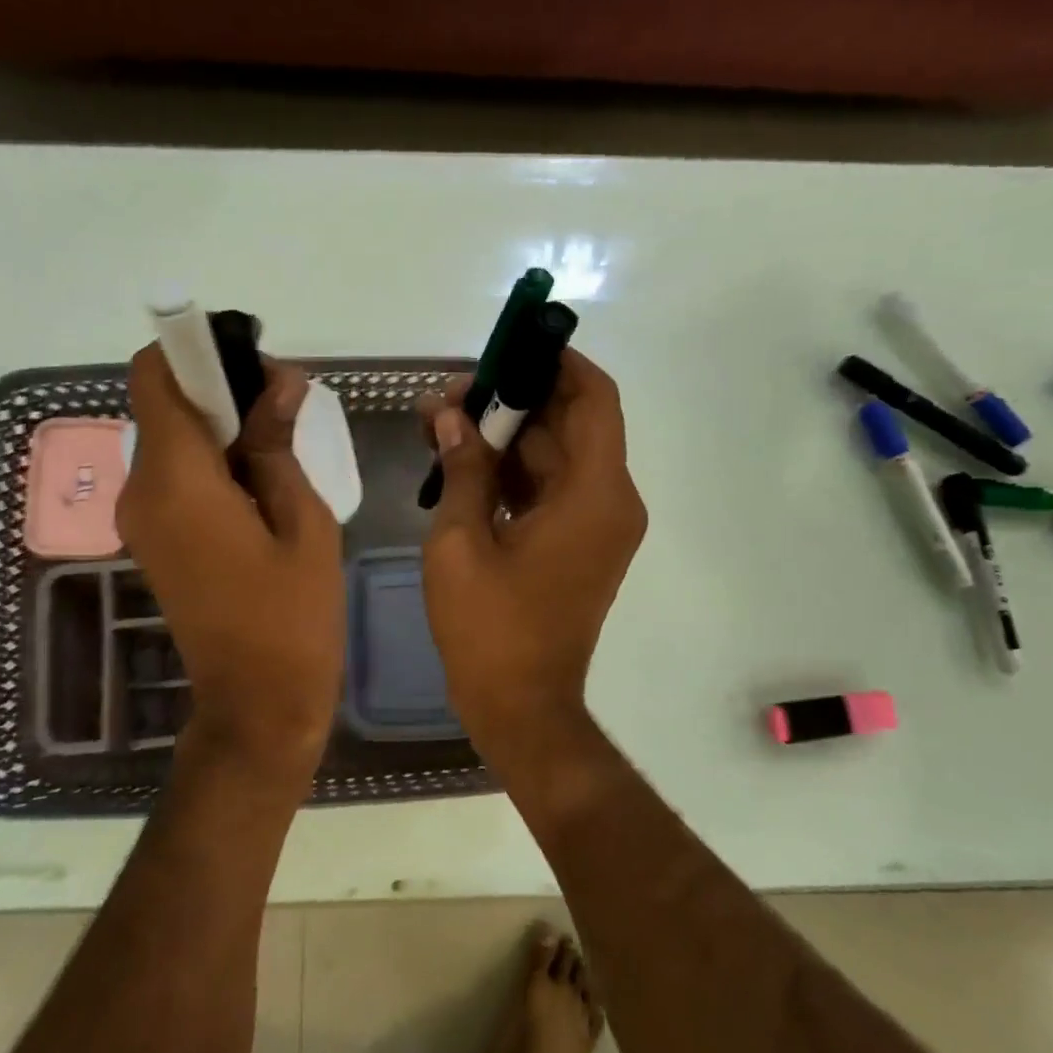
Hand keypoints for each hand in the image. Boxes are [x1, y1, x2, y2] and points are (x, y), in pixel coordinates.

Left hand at [116, 344, 343, 780]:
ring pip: (169, 441)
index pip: (154, 376)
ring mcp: (141, 520)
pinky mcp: (154, 542)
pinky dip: (210, 463)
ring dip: (218, 428)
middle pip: (162, 405)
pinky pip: (173, 478)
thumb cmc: (293, 617)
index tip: (250, 360)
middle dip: (218, 390)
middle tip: (284, 404)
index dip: (194, 352)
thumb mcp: (304, 522)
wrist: (257, 704)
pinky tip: (260, 483)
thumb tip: (278, 383)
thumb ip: (280, 444)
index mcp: (176, 481)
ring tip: (281, 444)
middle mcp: (141, 491)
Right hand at [417, 349, 646, 770]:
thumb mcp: (460, 541)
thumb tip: (449, 415)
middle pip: (570, 425)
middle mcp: (610, 502)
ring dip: (507, 439)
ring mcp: (598, 527)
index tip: (510, 346)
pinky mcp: (580, 548)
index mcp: (594, 494)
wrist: (521, 707)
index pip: (593, 398)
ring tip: (442, 424)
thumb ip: (461, 469)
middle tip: (450, 394)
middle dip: (512, 401)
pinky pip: (552, 492)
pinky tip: (463, 466)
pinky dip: (514, 475)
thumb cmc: (489, 627)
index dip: (557, 362)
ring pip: (556, 459)